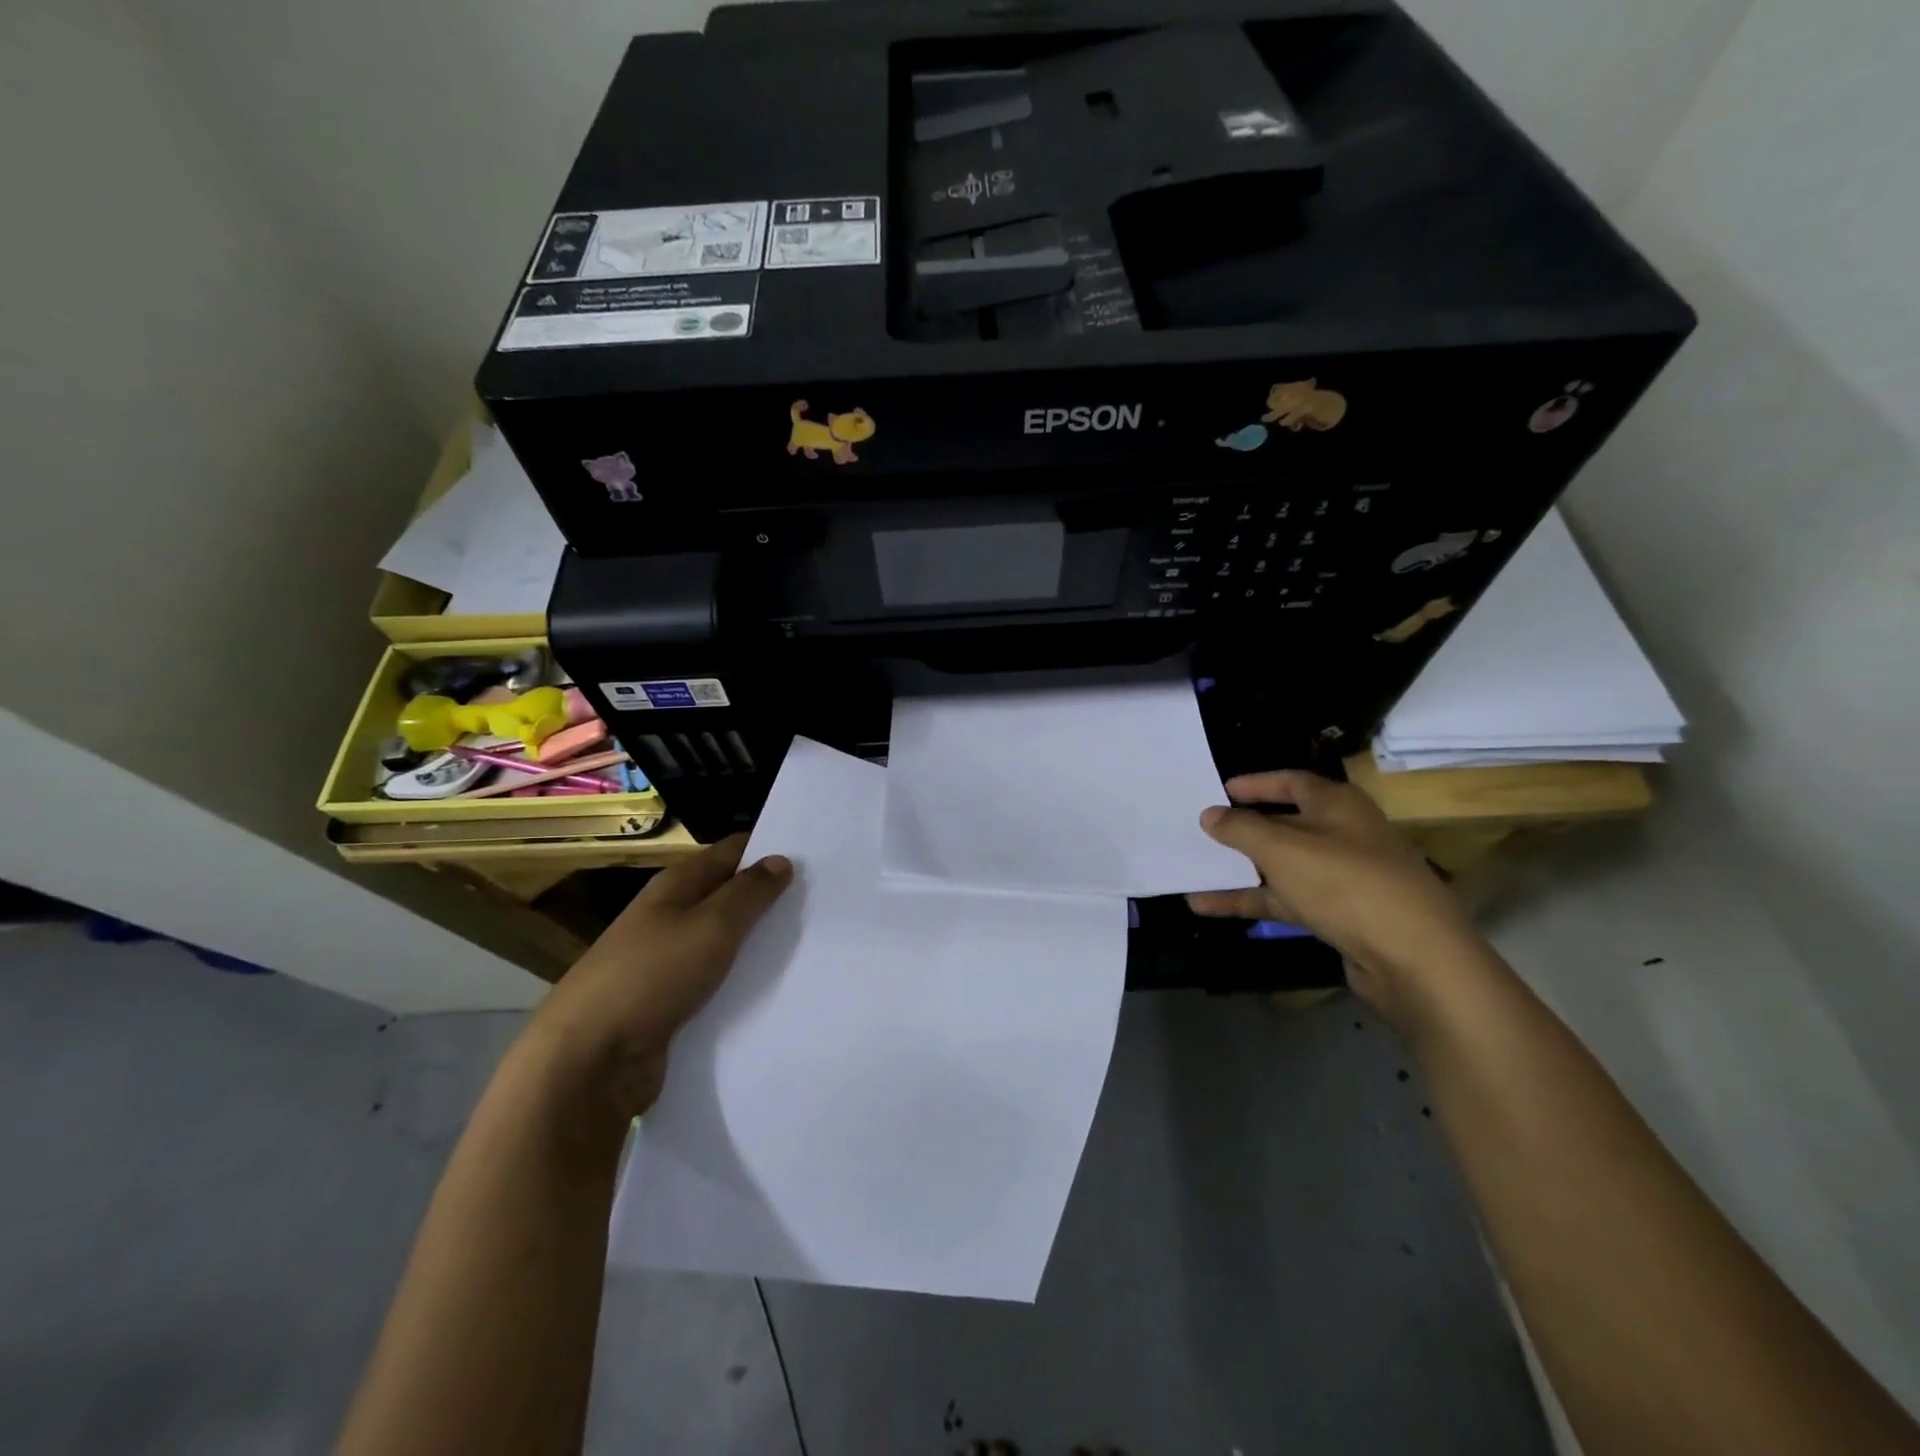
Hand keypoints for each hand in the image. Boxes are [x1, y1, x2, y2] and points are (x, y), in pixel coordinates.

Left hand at [519, 834, 792, 1120]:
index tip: (813, 855)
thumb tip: (780, 860)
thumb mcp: (710, 926)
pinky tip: (775, 990)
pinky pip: (716, 982)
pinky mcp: (670, 1003)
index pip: (730, 852)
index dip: (767, 848)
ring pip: (724, 943)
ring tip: (811, 945)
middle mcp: (670, 917)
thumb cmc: (651, 976)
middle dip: (769, 898)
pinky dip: (741, 982)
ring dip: (758, 944)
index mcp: (675, 886)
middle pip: (728, 896)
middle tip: (822, 902)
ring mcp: (667, 962)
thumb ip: (749, 893)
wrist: (589, 1061)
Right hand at [1186, 771, 1493, 1022]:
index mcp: (1337, 805)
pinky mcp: (1340, 915)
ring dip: (1239, 871)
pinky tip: (1209, 906)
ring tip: (1193, 872)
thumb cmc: (1346, 884)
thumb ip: (1241, 829)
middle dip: (1242, 830)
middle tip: (1202, 831)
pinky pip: (1286, 900)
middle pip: (1284, 824)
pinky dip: (1252, 900)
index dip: (1256, 783)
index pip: (1291, 782)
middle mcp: (1343, 835)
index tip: (1219, 789)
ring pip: (1281, 867)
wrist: (1415, 959)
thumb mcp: (1283, 849)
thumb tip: (1210, 814)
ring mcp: (1343, 877)